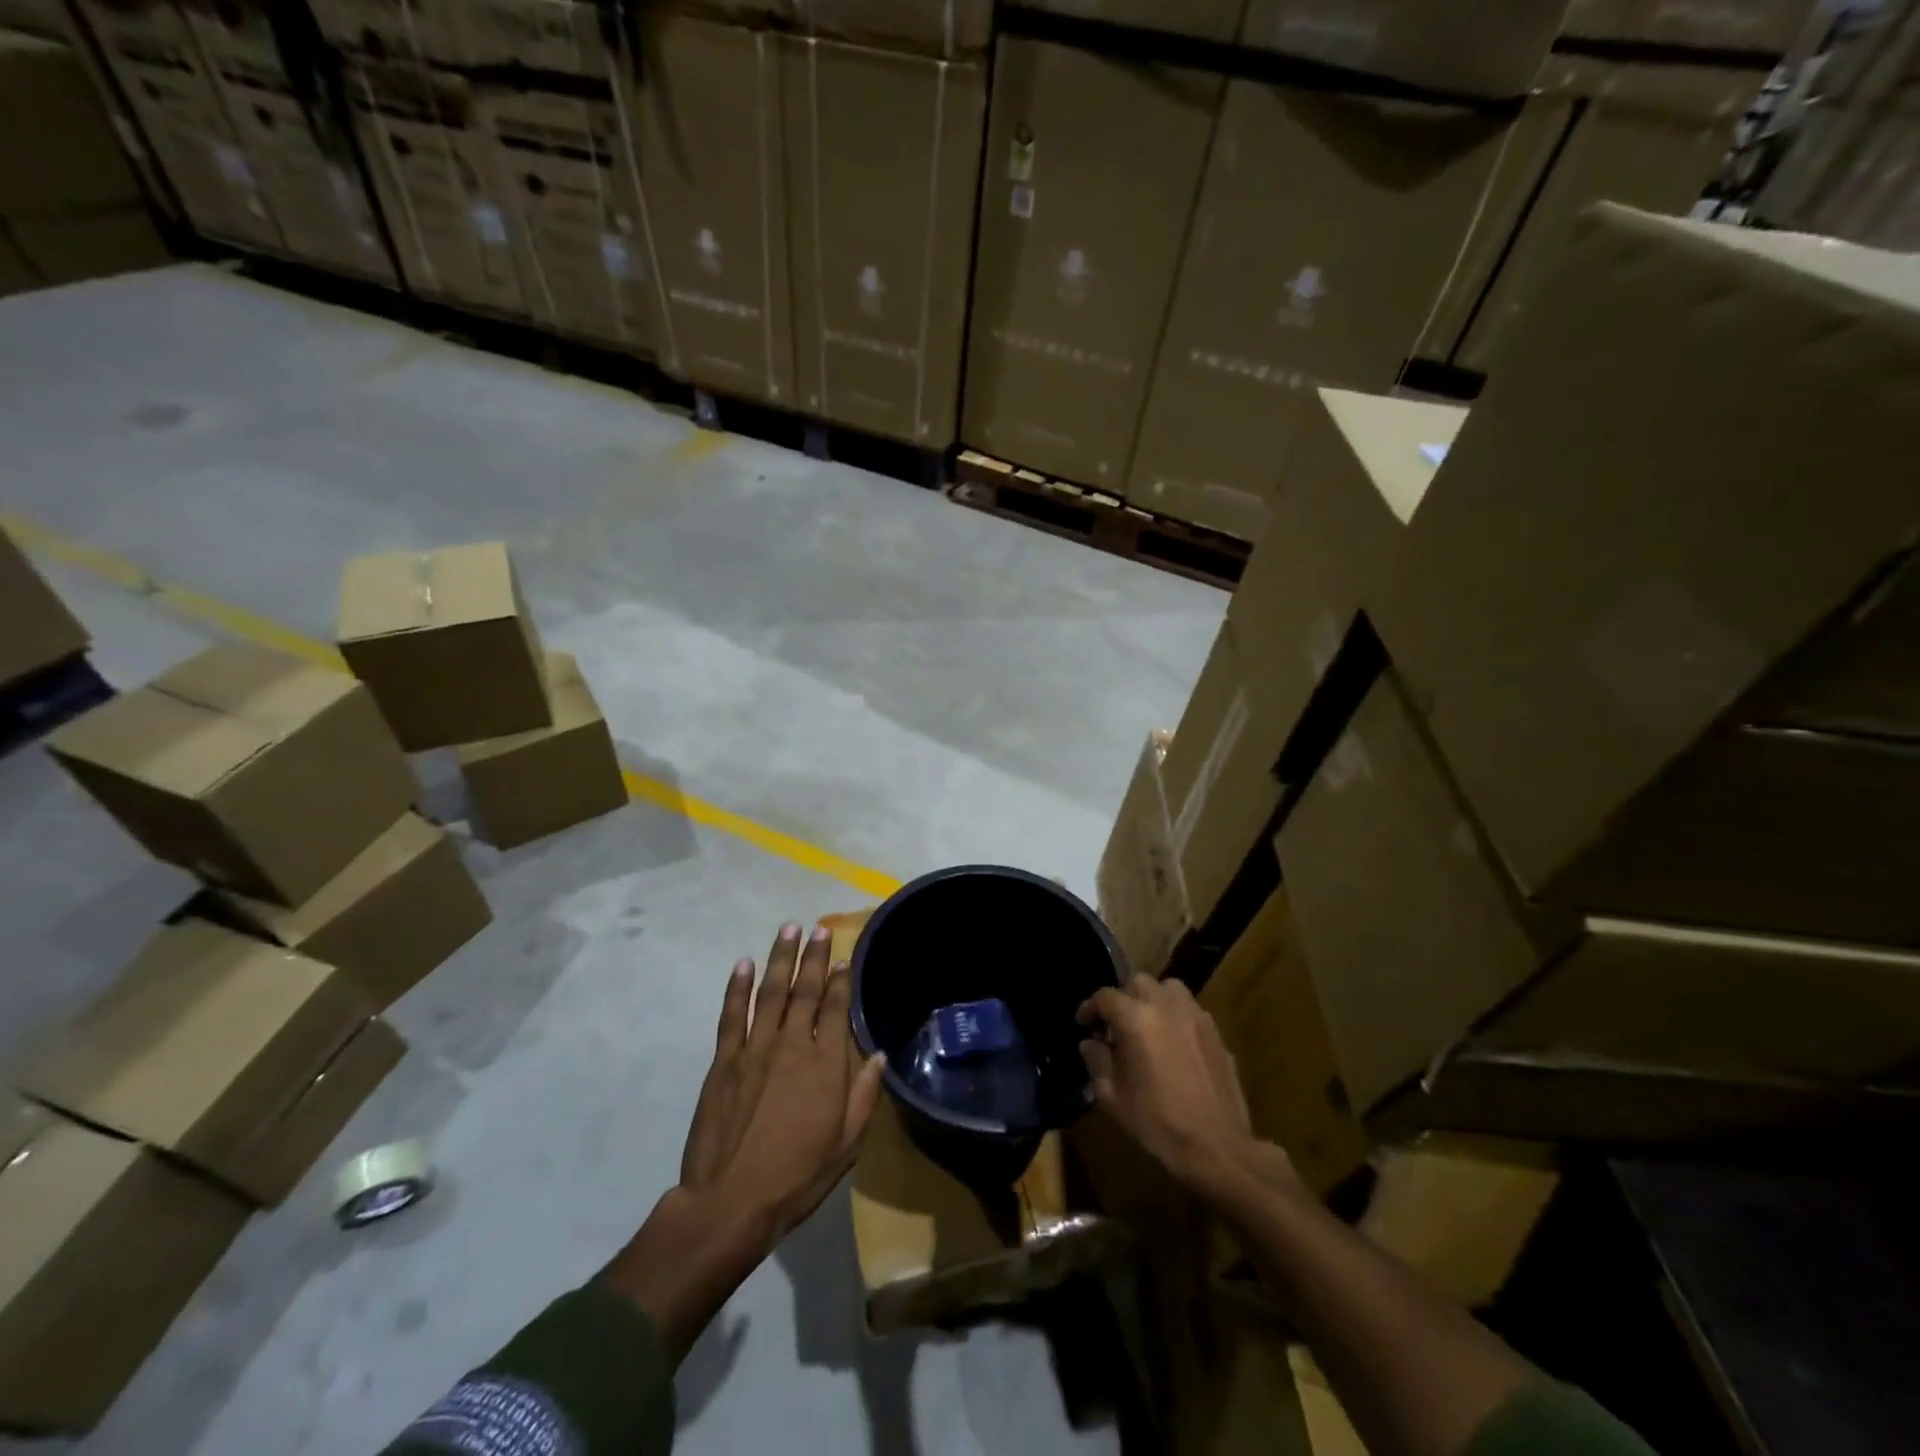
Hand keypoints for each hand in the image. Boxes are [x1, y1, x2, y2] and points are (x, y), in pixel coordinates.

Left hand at [602, 922, 885, 1363]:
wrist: (731, 1201)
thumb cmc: (798, 1175)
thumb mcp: (846, 1143)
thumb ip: (864, 1094)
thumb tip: (879, 1054)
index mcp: (825, 1063)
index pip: (837, 1007)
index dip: (842, 980)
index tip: (844, 958)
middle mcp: (792, 1044)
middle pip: (806, 991)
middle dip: (814, 958)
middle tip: (819, 930)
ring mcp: (755, 1048)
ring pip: (770, 992)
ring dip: (780, 959)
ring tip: (788, 930)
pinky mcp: (725, 1060)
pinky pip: (732, 1015)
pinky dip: (737, 987)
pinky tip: (743, 964)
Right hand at [1078, 974, 1292, 1201]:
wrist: (1217, 1147)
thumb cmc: (1158, 1123)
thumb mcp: (1113, 1097)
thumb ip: (1097, 1061)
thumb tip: (1090, 1043)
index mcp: (1135, 1018)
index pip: (1105, 997)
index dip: (1089, 1008)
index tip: (1083, 1024)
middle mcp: (1165, 1005)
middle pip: (1137, 982)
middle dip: (1122, 998)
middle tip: (1115, 1025)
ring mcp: (1195, 1015)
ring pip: (1168, 987)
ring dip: (1152, 999)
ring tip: (1147, 1024)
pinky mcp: (1215, 1032)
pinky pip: (1190, 1010)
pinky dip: (1176, 1015)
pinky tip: (1174, 1044)